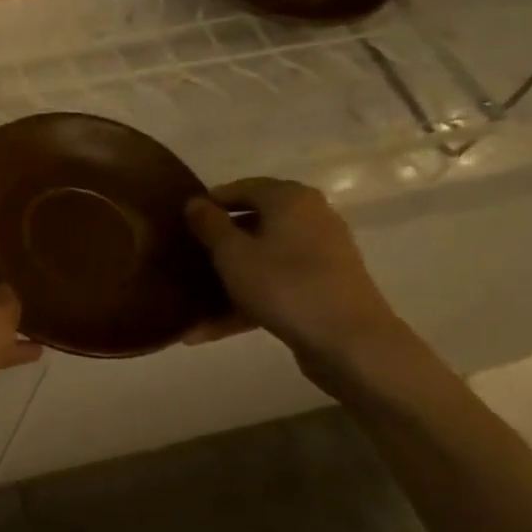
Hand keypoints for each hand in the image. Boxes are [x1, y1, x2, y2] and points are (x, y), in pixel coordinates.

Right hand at [182, 178, 405, 363]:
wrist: (351, 343)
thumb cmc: (284, 285)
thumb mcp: (232, 253)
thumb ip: (209, 224)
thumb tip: (194, 202)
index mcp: (290, 198)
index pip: (241, 188)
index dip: (209, 203)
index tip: (180, 224)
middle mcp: (311, 217)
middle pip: (252, 224)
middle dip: (217, 245)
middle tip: (185, 258)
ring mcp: (320, 255)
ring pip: (262, 260)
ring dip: (226, 281)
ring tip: (191, 303)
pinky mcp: (323, 288)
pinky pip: (275, 286)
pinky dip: (246, 302)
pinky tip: (210, 330)